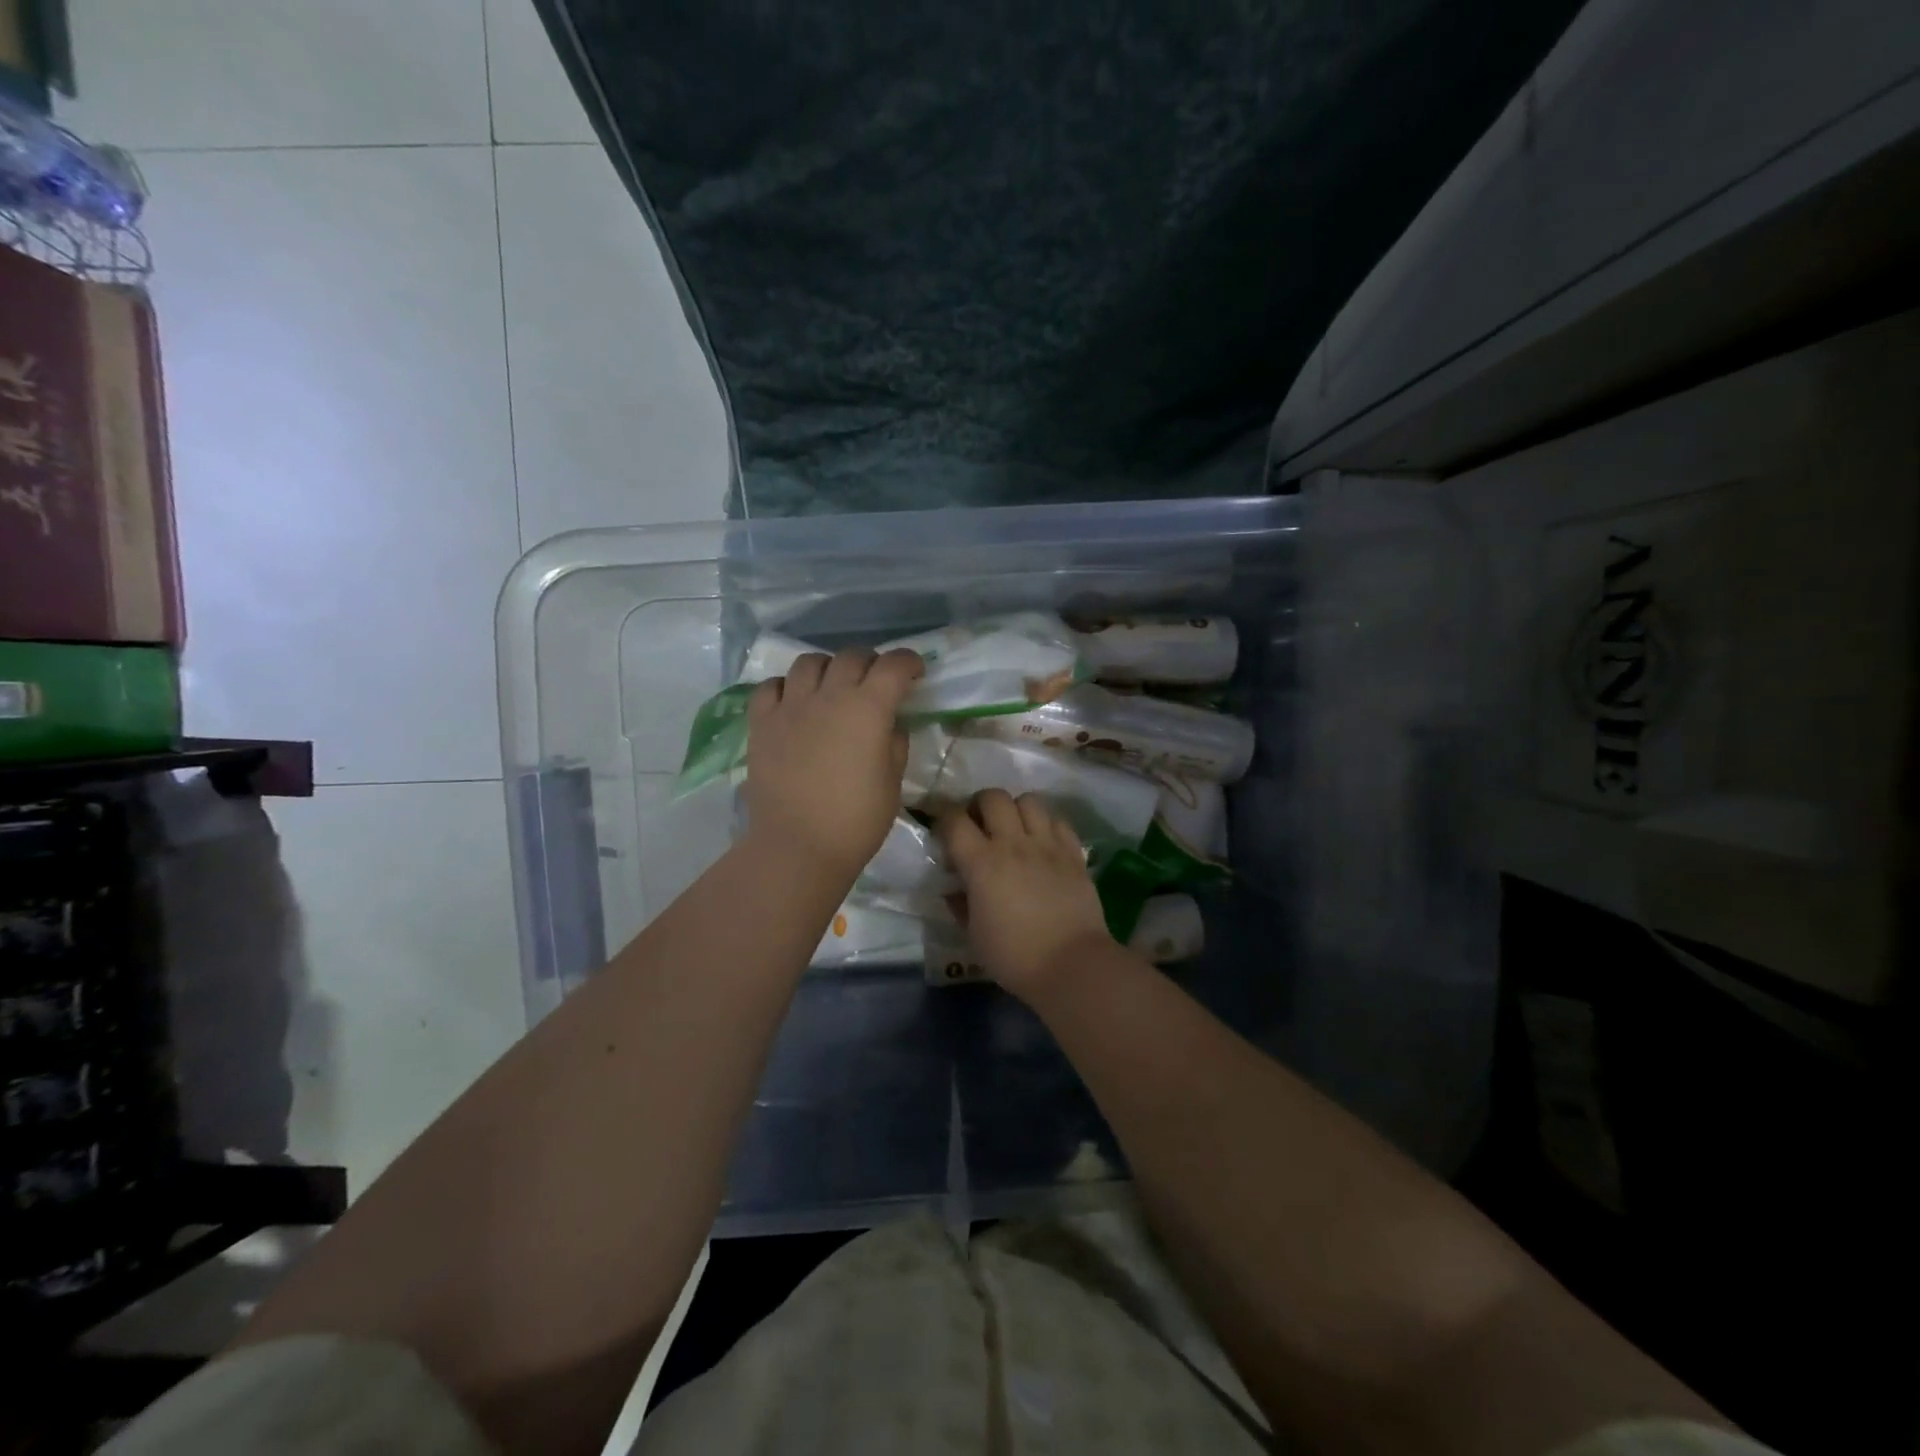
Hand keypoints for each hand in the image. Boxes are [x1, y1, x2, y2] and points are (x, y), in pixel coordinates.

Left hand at [744, 648, 923, 881]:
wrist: (797, 847)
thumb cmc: (855, 821)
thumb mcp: (892, 782)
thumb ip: (894, 744)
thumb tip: (890, 725)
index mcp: (868, 709)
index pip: (893, 665)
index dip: (909, 662)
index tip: (915, 673)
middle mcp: (828, 696)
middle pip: (852, 656)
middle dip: (871, 663)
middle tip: (876, 683)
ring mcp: (790, 706)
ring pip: (809, 662)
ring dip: (828, 668)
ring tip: (832, 687)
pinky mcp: (761, 723)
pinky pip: (771, 686)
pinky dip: (786, 686)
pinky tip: (794, 702)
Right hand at [937, 789, 1114, 997]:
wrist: (1071, 965)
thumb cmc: (1014, 956)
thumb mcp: (974, 936)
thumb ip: (961, 905)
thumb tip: (955, 890)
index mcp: (981, 863)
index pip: (954, 820)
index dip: (943, 817)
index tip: (942, 829)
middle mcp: (1013, 843)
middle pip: (993, 796)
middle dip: (980, 804)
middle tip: (979, 825)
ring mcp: (1047, 845)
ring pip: (1029, 800)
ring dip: (1016, 809)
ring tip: (1014, 828)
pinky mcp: (1073, 853)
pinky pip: (1058, 820)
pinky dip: (1046, 824)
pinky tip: (1043, 842)